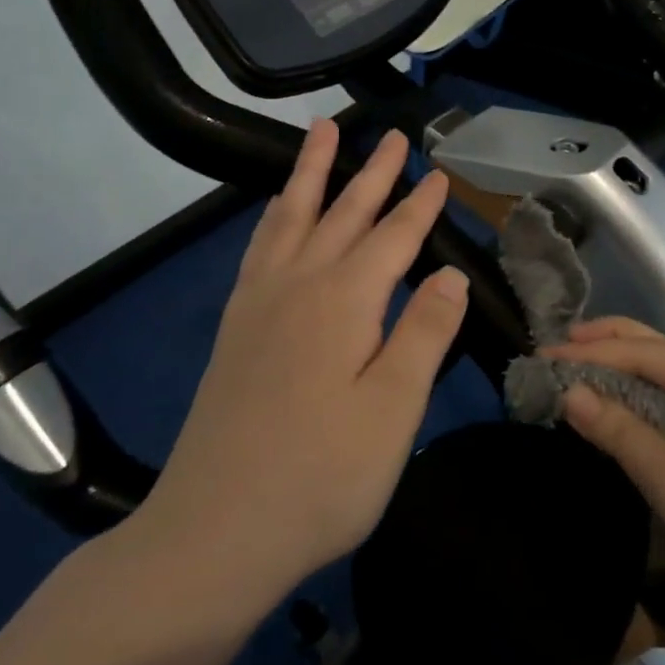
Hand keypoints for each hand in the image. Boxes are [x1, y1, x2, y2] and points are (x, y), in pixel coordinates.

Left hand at [126, 119, 467, 607]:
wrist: (215, 532)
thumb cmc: (320, 477)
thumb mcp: (393, 412)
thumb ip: (423, 334)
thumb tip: (450, 275)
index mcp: (345, 302)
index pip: (394, 237)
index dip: (420, 206)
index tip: (440, 173)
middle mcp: (299, 286)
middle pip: (343, 213)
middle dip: (372, 171)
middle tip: (391, 134)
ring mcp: (259, 304)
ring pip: (291, 216)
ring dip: (311, 173)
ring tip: (321, 133)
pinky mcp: (235, 327)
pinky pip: (258, 248)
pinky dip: (274, 216)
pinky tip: (277, 212)